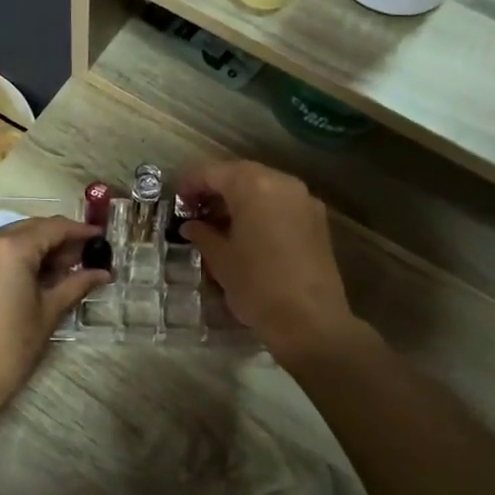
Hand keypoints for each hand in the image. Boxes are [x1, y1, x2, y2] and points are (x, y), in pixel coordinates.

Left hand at [0, 217, 107, 417]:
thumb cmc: (10, 348)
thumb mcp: (48, 313)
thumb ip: (76, 284)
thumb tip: (103, 272)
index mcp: (10, 247)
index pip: (53, 228)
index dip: (80, 232)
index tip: (100, 238)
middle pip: (32, 228)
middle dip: (59, 240)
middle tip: (85, 259)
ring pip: (12, 238)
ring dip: (38, 248)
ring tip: (62, 271)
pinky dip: (16, 257)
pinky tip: (34, 277)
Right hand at [174, 161, 359, 364]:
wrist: (311, 321)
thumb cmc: (257, 285)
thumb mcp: (220, 259)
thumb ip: (202, 234)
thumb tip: (191, 226)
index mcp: (253, 186)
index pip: (213, 173)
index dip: (190, 184)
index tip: (176, 200)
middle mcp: (282, 183)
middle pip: (241, 175)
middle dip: (216, 189)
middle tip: (195, 211)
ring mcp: (304, 200)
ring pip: (264, 187)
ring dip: (240, 199)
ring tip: (219, 224)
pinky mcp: (317, 221)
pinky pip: (282, 203)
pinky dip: (261, 209)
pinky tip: (248, 233)